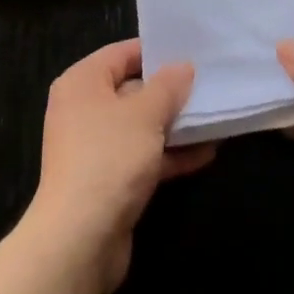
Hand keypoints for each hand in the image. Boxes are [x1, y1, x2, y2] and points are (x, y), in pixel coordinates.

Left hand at [23, 39, 213, 293]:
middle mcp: (83, 110)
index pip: (122, 53)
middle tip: (208, 84)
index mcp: (82, 82)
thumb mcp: (146, 114)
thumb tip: (183, 67)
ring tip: (214, 118)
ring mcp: (94, 148)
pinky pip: (141, 157)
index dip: (157, 51)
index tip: (192, 51)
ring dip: (174, 125)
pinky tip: (205, 154)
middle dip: (170, 91)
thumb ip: (168, 86)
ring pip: (140, 127)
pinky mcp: (107, 181)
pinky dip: (168, 155)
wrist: (79, 242)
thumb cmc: (109, 158)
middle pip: (132, 89)